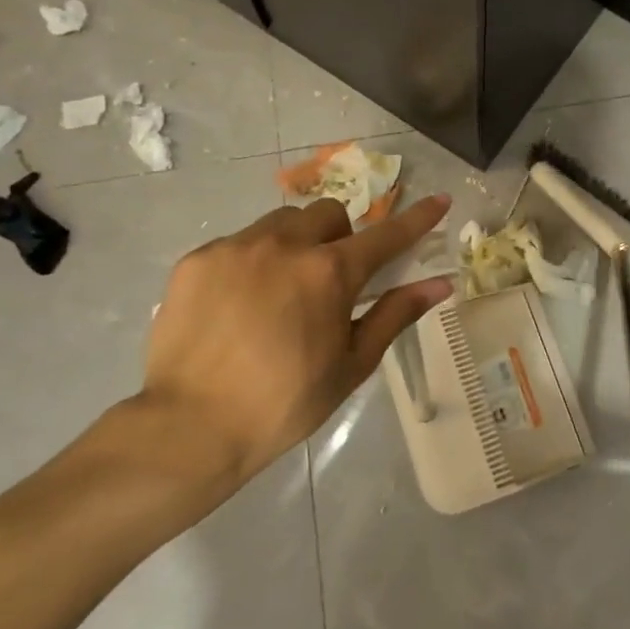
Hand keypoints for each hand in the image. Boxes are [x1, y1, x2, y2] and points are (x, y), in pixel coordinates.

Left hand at [132, 194, 452, 500]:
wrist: (189, 428)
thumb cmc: (284, 403)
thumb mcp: (351, 364)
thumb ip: (395, 314)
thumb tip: (440, 284)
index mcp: (330, 273)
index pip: (386, 236)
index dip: (418, 218)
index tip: (440, 200)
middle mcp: (285, 245)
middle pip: (328, 214)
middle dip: (339, 236)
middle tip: (329, 279)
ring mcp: (237, 247)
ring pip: (281, 222)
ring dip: (294, 243)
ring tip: (278, 290)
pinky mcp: (198, 259)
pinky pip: (238, 243)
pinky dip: (251, 263)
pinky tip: (237, 306)